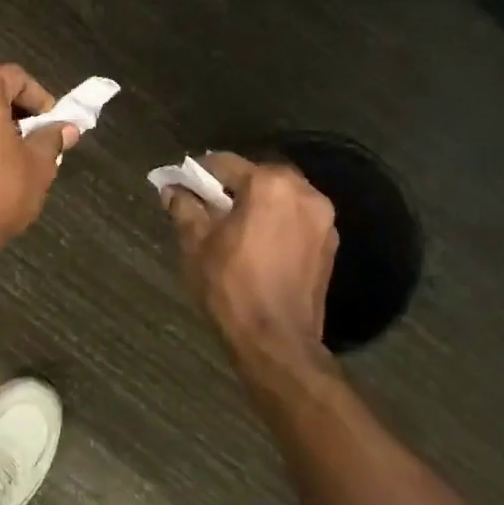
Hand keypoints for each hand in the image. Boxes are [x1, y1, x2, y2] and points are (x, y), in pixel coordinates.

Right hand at [166, 152, 338, 365]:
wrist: (277, 341)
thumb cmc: (231, 286)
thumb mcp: (196, 244)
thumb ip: (185, 208)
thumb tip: (173, 189)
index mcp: (269, 184)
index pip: (224, 163)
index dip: (197, 173)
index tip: (179, 185)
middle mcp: (303, 191)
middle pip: (258, 176)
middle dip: (230, 187)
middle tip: (205, 205)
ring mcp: (322, 218)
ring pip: (280, 197)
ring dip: (256, 203)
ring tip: (231, 225)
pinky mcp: (330, 244)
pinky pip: (296, 219)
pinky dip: (276, 221)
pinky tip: (257, 243)